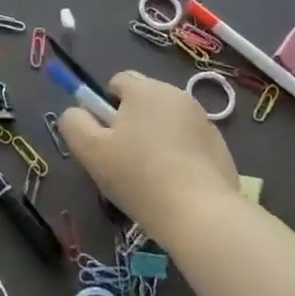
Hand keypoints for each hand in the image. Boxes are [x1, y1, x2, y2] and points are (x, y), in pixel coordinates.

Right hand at [60, 70, 239, 245]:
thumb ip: (74, 123)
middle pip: (144, 99)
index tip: (106, 138)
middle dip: (131, 120)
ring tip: (151, 175)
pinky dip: (180, 154)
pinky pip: (189, 140)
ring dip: (156, 136)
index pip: (118, 81)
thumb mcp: (90, 151)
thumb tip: (76, 112)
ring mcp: (202, 119)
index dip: (105, 106)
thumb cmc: (139, 176)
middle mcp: (176, 94)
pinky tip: (176, 184)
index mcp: (144, 89)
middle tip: (124, 158)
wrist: (200, 214)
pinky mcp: (220, 145)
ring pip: (167, 120)